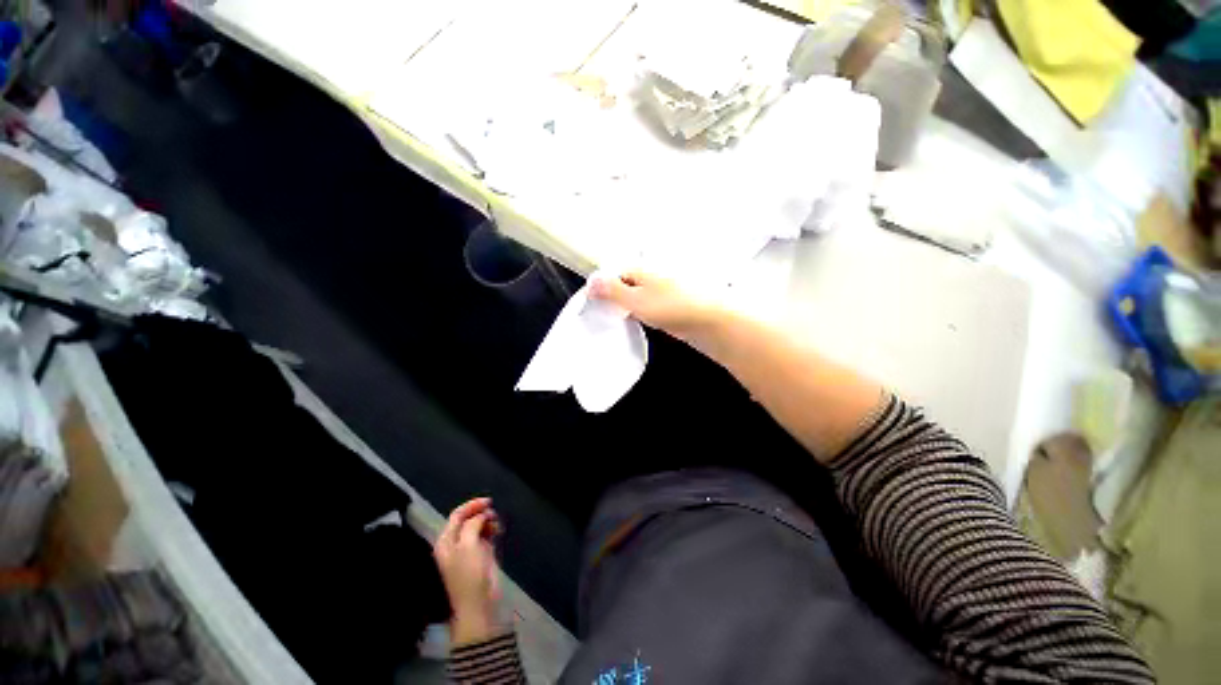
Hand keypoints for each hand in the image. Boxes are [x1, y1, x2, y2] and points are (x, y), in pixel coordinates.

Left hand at [434, 498, 503, 645]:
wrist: (478, 605)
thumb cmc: (469, 574)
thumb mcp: (468, 545)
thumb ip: (472, 525)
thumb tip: (481, 516)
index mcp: (446, 542)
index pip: (457, 515)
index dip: (472, 505)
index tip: (489, 501)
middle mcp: (455, 544)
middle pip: (467, 520)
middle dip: (481, 513)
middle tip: (494, 513)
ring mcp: (469, 551)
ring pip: (478, 527)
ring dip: (488, 521)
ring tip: (497, 524)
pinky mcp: (481, 556)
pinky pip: (486, 536)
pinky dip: (492, 530)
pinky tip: (499, 531)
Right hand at [590, 271, 722, 344]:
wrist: (712, 322)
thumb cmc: (674, 308)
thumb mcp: (636, 300)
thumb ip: (612, 291)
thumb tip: (591, 281)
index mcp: (641, 269)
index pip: (613, 273)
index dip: (601, 288)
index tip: (594, 306)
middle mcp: (651, 275)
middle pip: (625, 284)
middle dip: (614, 299)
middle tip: (607, 316)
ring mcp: (663, 290)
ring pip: (637, 296)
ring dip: (627, 308)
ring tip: (622, 321)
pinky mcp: (671, 304)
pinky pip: (649, 306)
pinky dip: (641, 314)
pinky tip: (641, 324)